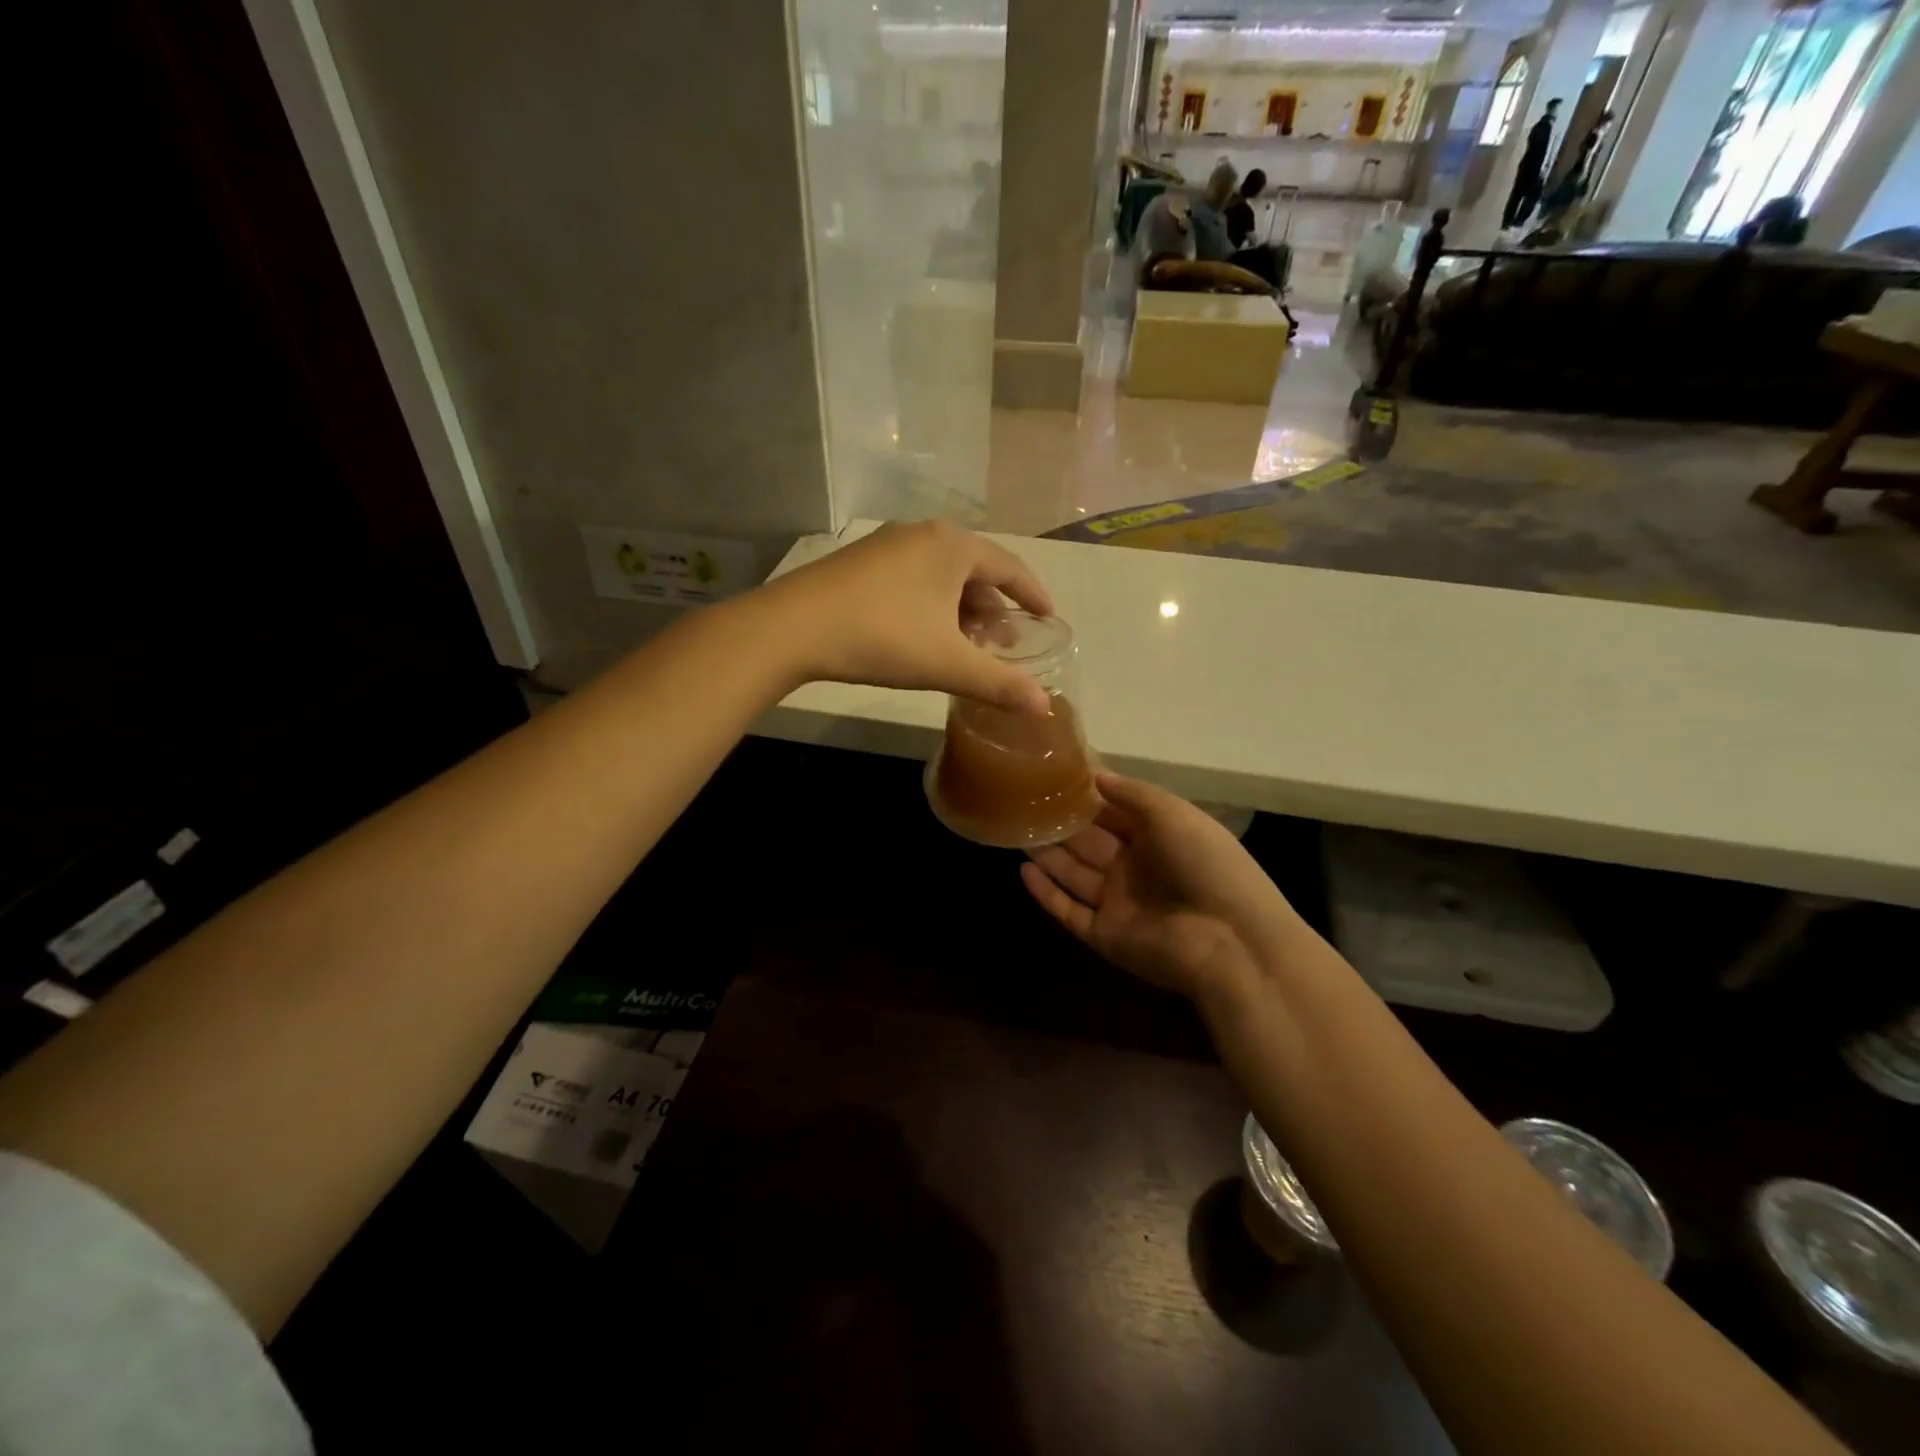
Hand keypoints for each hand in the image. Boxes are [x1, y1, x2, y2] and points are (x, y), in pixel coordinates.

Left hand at [763, 521, 1054, 712]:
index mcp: (953, 546)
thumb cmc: (883, 637)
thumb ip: (999, 684)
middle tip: (1003, 645)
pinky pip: (914, 579)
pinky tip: (925, 636)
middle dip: (993, 609)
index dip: (1033, 595)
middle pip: (974, 571)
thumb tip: (1044, 706)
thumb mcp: (948, 664)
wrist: (794, 628)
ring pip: (941, 576)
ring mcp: (888, 544)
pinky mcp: (861, 561)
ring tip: (966, 646)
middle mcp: (923, 534)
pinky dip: (932, 605)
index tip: (1048, 618)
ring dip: (961, 611)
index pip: (1009, 568)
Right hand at [1021, 773, 1300, 1001]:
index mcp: (1157, 838)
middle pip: (1088, 843)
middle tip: (1021, 802)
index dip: (1086, 797)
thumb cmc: (1206, 865)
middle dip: (1059, 824)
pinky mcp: (1104, 935)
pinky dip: (1046, 894)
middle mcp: (1135, 869)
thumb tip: (1095, 775)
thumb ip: (1132, 794)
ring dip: (1047, 854)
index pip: (1113, 813)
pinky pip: (1069, 910)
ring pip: (1074, 874)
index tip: (1051, 776)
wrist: (1230, 941)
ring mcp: (1118, 904)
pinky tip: (1022, 871)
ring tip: (1014, 829)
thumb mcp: (1173, 814)